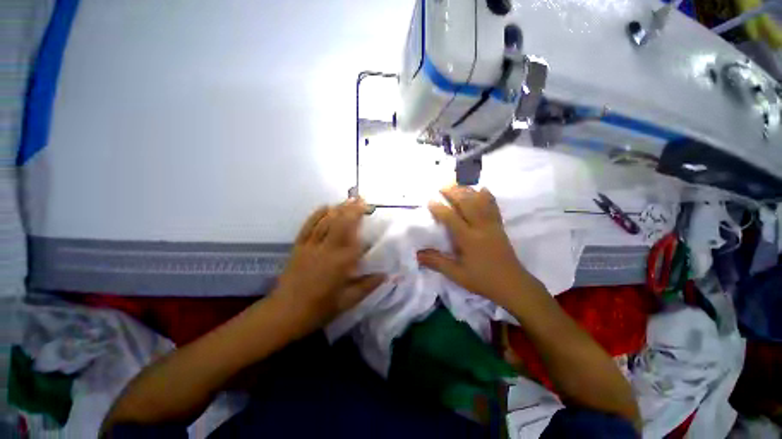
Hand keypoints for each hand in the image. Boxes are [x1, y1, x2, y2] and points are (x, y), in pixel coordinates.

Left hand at [273, 198, 384, 332]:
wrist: (285, 313)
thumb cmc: (319, 309)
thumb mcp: (348, 301)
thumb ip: (367, 286)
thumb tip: (386, 275)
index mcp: (341, 262)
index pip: (354, 235)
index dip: (361, 219)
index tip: (368, 209)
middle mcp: (327, 249)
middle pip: (340, 223)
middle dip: (351, 208)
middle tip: (360, 198)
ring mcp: (311, 246)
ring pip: (326, 222)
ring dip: (338, 209)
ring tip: (348, 199)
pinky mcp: (298, 247)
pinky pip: (308, 226)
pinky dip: (317, 215)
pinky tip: (325, 207)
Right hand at [416, 186, 542, 308]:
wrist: (513, 285)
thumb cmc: (483, 280)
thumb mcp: (457, 274)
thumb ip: (437, 262)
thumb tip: (417, 255)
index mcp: (468, 239)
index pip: (451, 218)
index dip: (439, 208)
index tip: (430, 200)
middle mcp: (480, 228)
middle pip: (467, 204)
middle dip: (454, 192)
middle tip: (443, 186)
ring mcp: (492, 225)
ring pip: (480, 202)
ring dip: (468, 191)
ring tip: (458, 184)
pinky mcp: (499, 227)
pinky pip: (493, 207)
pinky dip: (487, 196)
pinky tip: (482, 189)